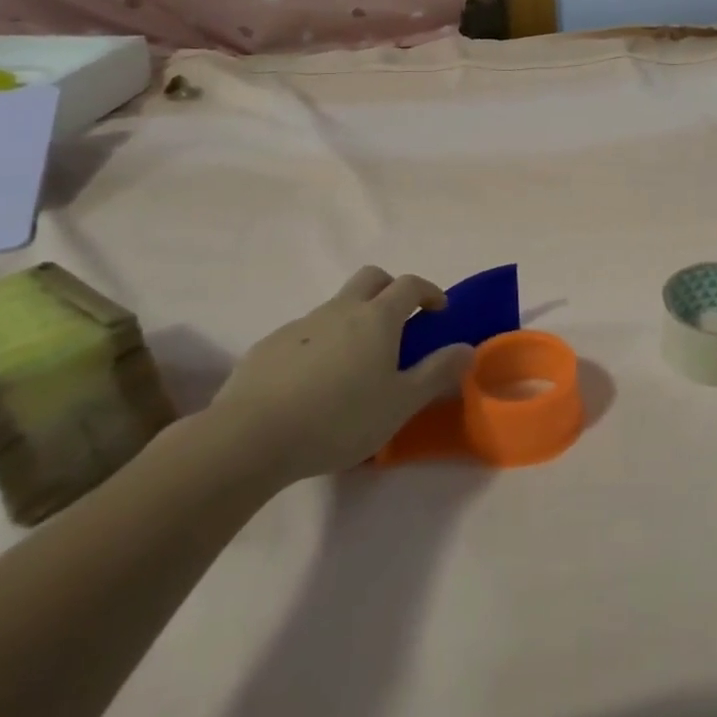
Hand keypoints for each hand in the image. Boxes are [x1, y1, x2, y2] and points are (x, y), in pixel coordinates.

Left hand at [202, 267, 472, 488]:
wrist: (249, 438)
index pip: (410, 284)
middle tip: (399, 322)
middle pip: (371, 277)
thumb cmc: (339, 418)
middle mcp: (340, 309)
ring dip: (353, 321)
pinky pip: (305, 334)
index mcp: (377, 318)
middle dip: (390, 289)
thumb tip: (467, 348)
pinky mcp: (268, 346)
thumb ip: (437, 372)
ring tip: (354, 367)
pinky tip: (313, 385)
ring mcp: (300, 325)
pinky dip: (320, 346)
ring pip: (336, 306)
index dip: (429, 291)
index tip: (438, 311)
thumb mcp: (400, 403)